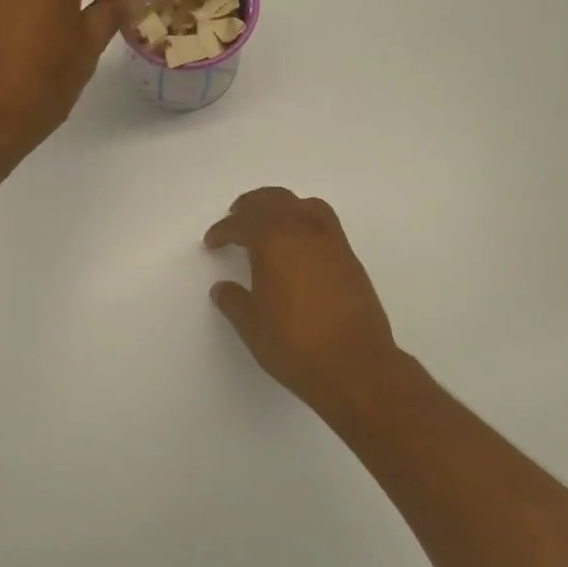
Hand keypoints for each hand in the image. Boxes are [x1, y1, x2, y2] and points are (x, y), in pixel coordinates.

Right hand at [204, 188, 402, 411]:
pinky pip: (324, 223)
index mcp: (274, 243)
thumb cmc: (295, 345)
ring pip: (305, 205)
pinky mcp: (351, 259)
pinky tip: (299, 245)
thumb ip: (234, 301)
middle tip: (236, 217)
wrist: (355, 366)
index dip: (223, 231)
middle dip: (252, 206)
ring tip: (270, 222)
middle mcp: (304, 232)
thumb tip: (223, 288)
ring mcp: (333, 243)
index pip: (243, 224)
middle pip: (275, 201)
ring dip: (282, 206)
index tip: (212, 241)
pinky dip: (305, 221)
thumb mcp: (252, 326)